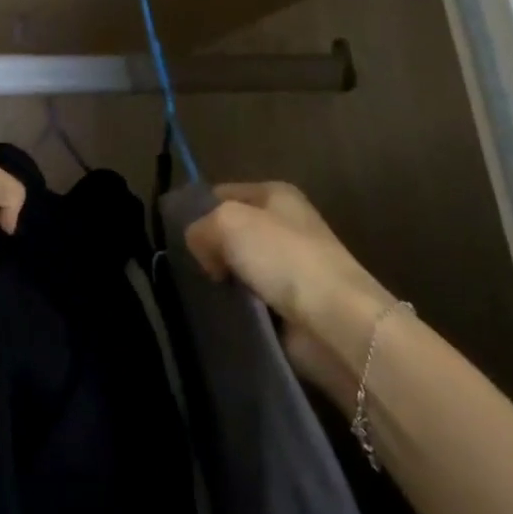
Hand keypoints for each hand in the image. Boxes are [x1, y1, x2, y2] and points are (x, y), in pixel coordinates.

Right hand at [185, 182, 395, 399]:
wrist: (335, 320)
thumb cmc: (283, 257)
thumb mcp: (227, 222)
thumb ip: (200, 227)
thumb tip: (204, 252)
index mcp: (275, 194)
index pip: (221, 193)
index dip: (197, 211)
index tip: (176, 238)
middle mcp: (285, 224)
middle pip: (230, 232)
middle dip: (209, 249)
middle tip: (188, 269)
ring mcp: (291, 267)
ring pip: (239, 268)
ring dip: (223, 281)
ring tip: (202, 295)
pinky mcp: (293, 306)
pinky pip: (252, 301)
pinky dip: (239, 308)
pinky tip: (224, 314)